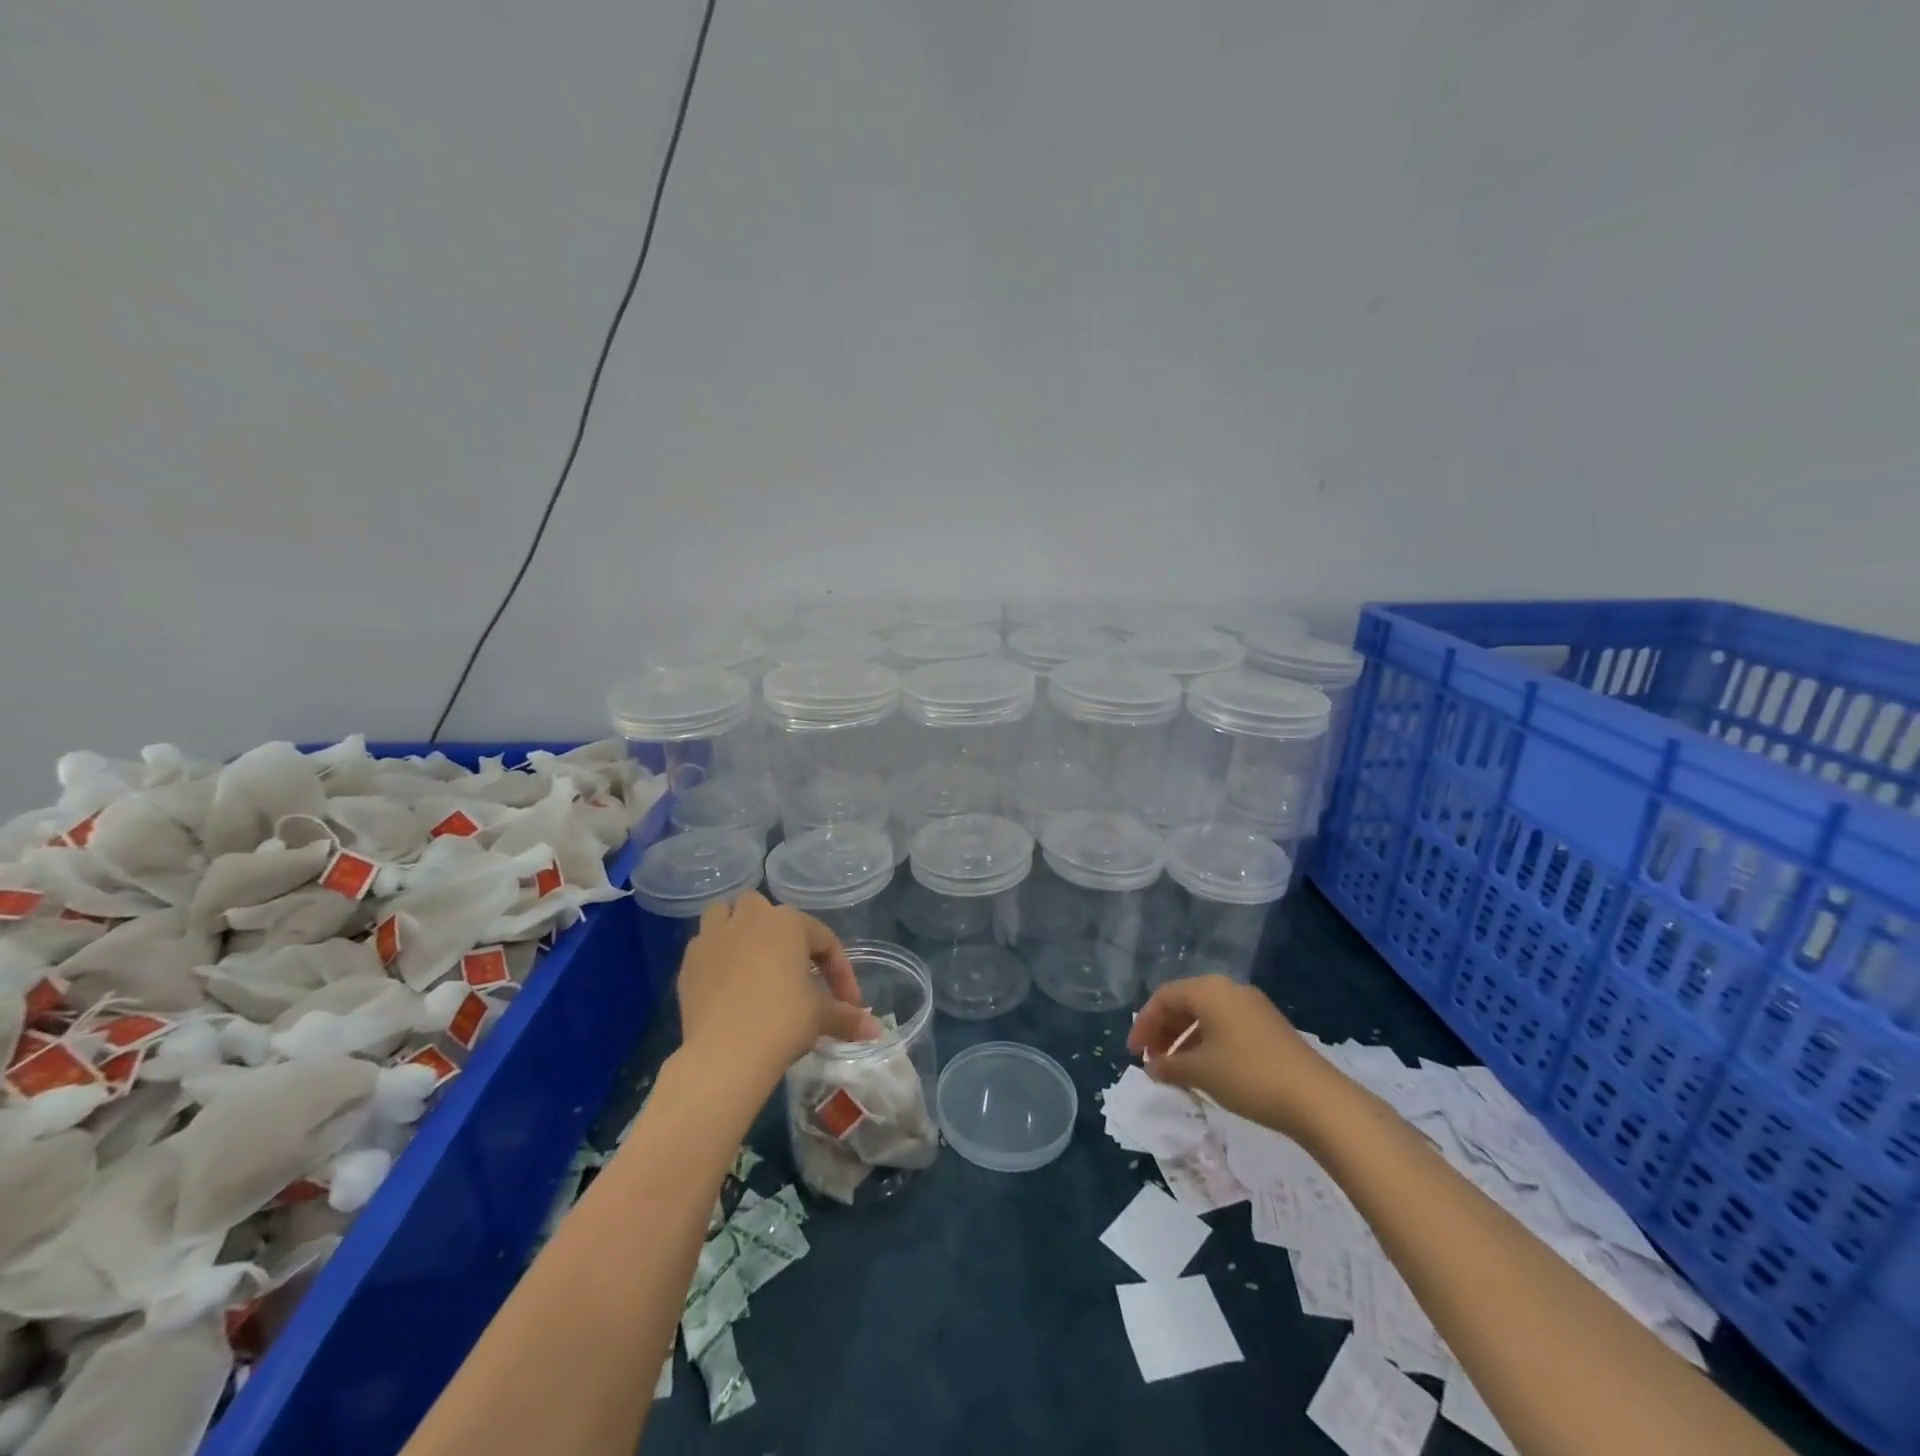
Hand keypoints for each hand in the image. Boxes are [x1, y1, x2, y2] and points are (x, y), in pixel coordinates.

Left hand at [678, 892, 882, 1081]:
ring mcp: (714, 937)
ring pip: (724, 914)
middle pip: (766, 910)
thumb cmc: (783, 1022)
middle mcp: (750, 918)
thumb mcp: (821, 1017)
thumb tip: (876, 1031)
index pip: (824, 940)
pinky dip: (716, 956)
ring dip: (737, 928)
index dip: (840, 973)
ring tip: (751, 960)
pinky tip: (726, 983)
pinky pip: (704, 946)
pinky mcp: (689, 962)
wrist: (726, 1053)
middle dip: (780, 934)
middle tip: (794, 970)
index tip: (848, 1004)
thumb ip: (848, 1017)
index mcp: (789, 922)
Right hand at [1126, 975, 1339, 1139]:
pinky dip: (1208, 1044)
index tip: (1134, 1054)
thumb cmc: (1248, 1076)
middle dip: (1164, 1031)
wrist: (1317, 1099)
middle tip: (1152, 1061)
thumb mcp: (1201, 1072)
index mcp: (1209, 990)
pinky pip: (1226, 1026)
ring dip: (1185, 1039)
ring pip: (1207, 1016)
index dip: (1144, 1024)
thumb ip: (1169, 1065)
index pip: (1164, 997)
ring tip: (1176, 1070)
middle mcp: (1230, 990)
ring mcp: (1253, 1007)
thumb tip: (1152, 1066)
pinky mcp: (1269, 1028)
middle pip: (1185, 1002)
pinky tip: (1206, 1071)